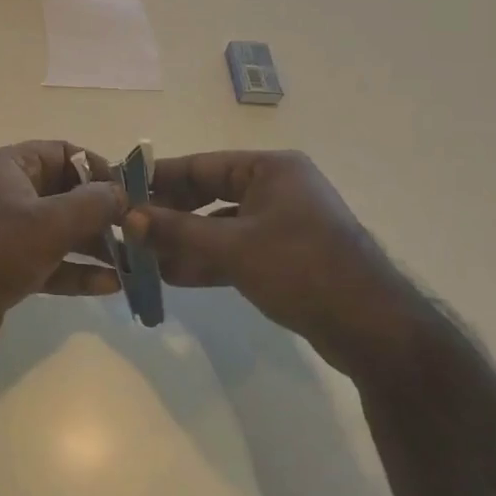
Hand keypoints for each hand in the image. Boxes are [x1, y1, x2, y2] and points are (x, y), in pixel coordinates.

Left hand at [0, 141, 126, 364]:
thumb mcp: (47, 223)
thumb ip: (91, 205)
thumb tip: (122, 192)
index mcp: (9, 167)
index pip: (63, 153)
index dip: (99, 169)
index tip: (129, 194)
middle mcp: (7, 193)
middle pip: (65, 192)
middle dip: (102, 212)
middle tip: (139, 233)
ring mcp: (5, 232)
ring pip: (60, 230)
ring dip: (95, 245)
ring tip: (136, 262)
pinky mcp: (6, 268)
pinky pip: (50, 262)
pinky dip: (76, 271)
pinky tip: (112, 286)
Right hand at [126, 150, 423, 379]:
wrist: (373, 330)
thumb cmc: (302, 269)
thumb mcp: (233, 248)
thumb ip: (178, 231)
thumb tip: (128, 218)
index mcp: (270, 169)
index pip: (201, 166)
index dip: (159, 178)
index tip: (122, 190)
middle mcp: (276, 189)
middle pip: (208, 195)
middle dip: (170, 215)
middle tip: (129, 229)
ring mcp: (282, 224)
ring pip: (219, 226)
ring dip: (184, 242)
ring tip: (142, 257)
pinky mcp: (284, 257)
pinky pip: (234, 250)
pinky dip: (206, 260)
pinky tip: (172, 276)